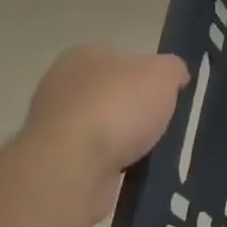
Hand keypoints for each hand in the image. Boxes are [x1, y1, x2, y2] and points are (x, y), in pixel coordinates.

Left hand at [22, 45, 189, 218]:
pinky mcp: (52, 163)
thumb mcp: (165, 73)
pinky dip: (112, 165)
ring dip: (124, 141)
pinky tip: (130, 172)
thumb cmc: (119, 106)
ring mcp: (51, 127)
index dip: (148, 77)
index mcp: (83, 55)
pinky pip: (93, 159)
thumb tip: (175, 78)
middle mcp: (60, 85)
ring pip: (103, 129)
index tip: (167, 96)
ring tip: (151, 153)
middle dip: (135, 110)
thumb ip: (174, 69)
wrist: (73, 166)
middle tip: (162, 124)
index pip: (124, 60)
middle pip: (112, 95)